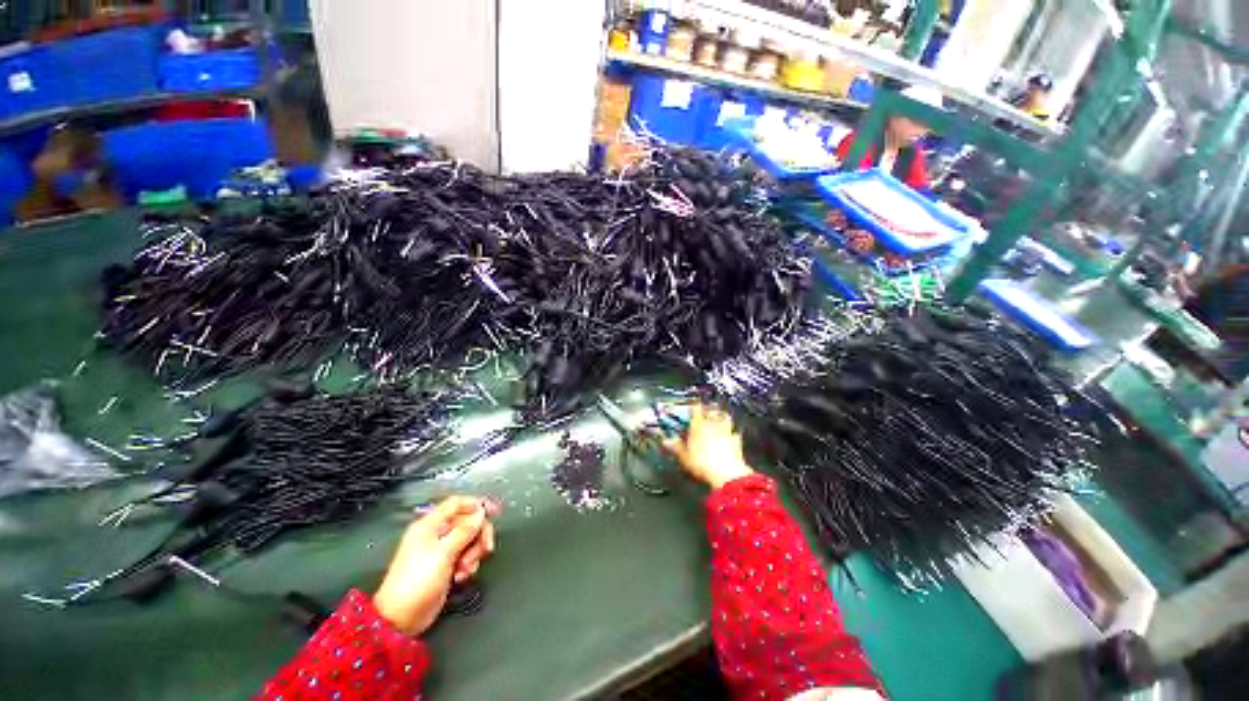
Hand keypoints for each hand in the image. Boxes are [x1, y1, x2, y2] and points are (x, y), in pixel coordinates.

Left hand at [373, 496, 497, 635]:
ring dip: (474, 553)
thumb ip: (465, 530)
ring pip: (470, 539)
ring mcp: (441, 550)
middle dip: (478, 535)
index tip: (494, 511)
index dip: (476, 504)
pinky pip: (466, 556)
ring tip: (466, 569)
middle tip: (485, 549)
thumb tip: (480, 512)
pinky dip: (469, 565)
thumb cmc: (418, 581)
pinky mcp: (446, 566)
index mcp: (430, 525)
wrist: (401, 618)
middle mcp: (436, 534)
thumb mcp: (444, 552)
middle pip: (468, 522)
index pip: (456, 503)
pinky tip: (462, 577)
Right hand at [662, 403, 753, 488]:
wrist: (727, 473)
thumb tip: (666, 441)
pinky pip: (734, 433)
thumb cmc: (702, 463)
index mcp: (698, 425)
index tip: (692, 406)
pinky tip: (731, 436)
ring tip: (719, 417)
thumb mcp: (684, 456)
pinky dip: (732, 433)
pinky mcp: (736, 441)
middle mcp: (712, 424)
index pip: (695, 409)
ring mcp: (726, 431)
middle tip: (706, 409)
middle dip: (708, 409)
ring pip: (725, 418)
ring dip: (722, 416)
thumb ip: (676, 447)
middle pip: (711, 411)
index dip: (694, 406)